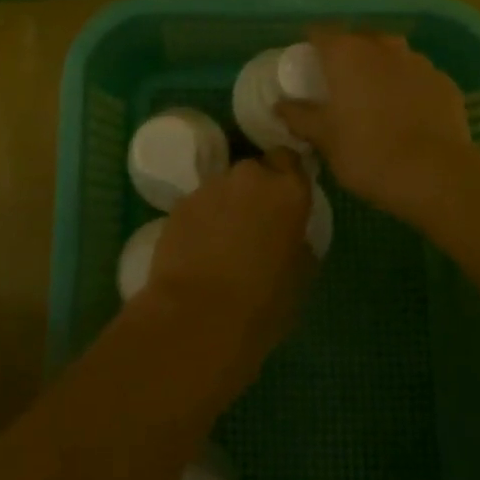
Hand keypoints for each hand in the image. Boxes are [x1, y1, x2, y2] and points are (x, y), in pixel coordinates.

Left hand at [140, 150, 316, 391]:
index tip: (285, 201)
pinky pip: (199, 204)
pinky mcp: (180, 203)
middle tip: (255, 225)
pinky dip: (202, 219)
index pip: (290, 160)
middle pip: (255, 172)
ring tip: (223, 241)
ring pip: (224, 187)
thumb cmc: (261, 305)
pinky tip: (200, 250)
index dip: (286, 177)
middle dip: (255, 192)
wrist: (196, 318)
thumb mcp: (300, 278)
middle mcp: (250, 177)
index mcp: (288, 191)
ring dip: (227, 205)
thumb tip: (291, 236)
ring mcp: (210, 187)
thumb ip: (298, 243)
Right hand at [275, 28, 478, 223]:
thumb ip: (299, 116)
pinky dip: (409, 87)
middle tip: (341, 84)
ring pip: (392, 55)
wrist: (435, 175)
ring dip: (381, 69)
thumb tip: (280, 105)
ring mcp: (418, 61)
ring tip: (376, 98)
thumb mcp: (324, 139)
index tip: (307, 67)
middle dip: (349, 56)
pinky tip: (408, 114)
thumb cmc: (367, 153)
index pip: (320, 34)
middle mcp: (382, 47)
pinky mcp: (444, 82)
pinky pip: (418, 77)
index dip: (312, 47)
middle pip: (359, 40)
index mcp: (346, 54)